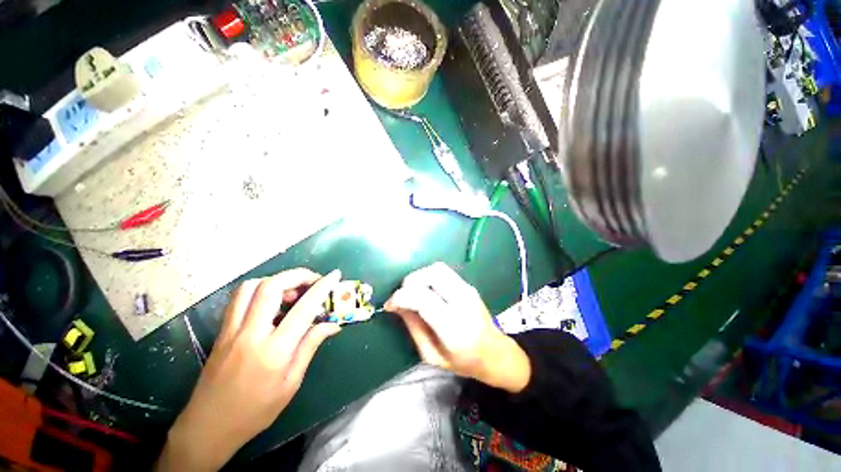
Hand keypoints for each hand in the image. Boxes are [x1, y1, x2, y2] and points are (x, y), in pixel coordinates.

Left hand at [157, 269, 341, 471]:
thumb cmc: (255, 411)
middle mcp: (250, 334)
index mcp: (274, 351)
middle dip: (297, 275)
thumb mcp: (291, 383)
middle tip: (313, 280)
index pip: (303, 308)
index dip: (322, 288)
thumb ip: (310, 347)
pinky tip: (271, 301)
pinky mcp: (221, 331)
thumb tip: (332, 324)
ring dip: (276, 280)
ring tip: (292, 290)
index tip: (334, 275)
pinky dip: (259, 289)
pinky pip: (239, 298)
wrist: (208, 427)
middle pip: (272, 286)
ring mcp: (231, 330)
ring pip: (251, 287)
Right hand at [385, 262, 530, 393]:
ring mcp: (467, 290)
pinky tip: (425, 290)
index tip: (389, 305)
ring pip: (437, 268)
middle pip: (431, 275)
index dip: (401, 297)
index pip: (423, 299)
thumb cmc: (463, 361)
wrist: (495, 353)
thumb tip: (397, 305)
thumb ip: (413, 328)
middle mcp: (462, 302)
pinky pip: (443, 272)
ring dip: (419, 276)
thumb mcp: (432, 355)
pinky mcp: (468, 285)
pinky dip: (428, 276)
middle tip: (402, 296)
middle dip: (409, 282)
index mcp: (453, 327)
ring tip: (412, 292)